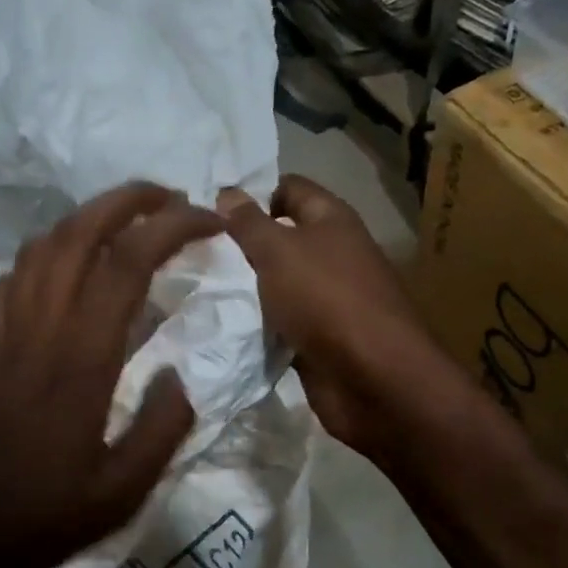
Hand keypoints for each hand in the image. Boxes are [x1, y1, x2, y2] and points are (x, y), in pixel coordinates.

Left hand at [0, 181, 224, 567]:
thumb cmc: (37, 517)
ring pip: (41, 247)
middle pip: (78, 234)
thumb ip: (160, 430)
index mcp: (81, 359)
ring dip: (86, 217)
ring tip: (125, 220)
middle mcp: (41, 329)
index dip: (173, 228)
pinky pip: (14, 279)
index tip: (211, 221)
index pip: (128, 264)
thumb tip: (180, 375)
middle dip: (128, 201)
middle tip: (171, 197)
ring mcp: (7, 334)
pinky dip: (45, 253)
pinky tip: (64, 267)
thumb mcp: (120, 494)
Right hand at [219, 175, 456, 463]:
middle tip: (196, 250)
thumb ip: (249, 223)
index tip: (212, 210)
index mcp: (332, 220)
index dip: (254, 193)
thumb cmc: (325, 299)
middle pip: (282, 238)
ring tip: (200, 286)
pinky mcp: (320, 338)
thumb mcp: (278, 251)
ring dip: (248, 287)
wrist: (371, 378)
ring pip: (279, 283)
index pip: (290, 188)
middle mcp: (334, 254)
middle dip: (243, 244)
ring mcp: (328, 298)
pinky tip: (224, 324)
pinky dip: (259, 323)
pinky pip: (282, 322)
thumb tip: (227, 192)